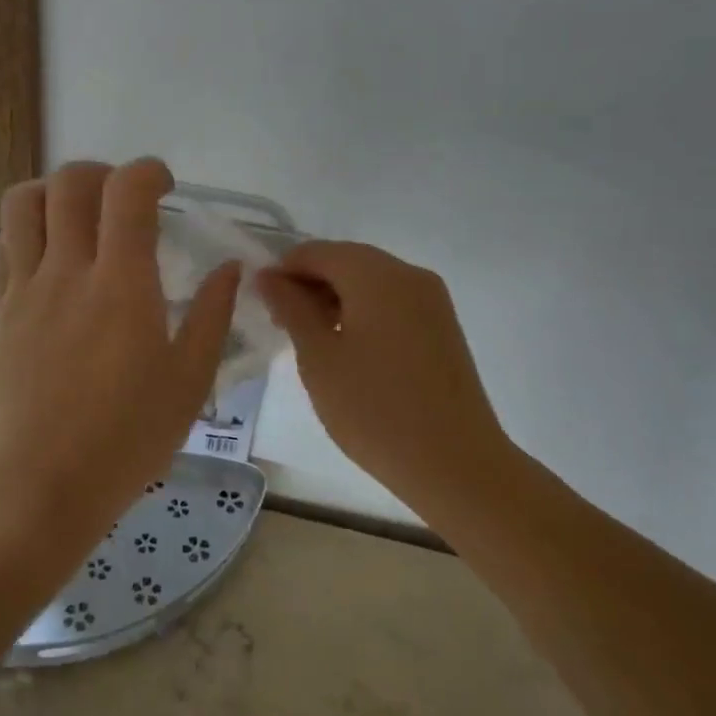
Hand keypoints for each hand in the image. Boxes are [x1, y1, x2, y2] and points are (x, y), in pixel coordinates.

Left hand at [0, 159, 239, 546]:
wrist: (41, 486)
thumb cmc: (126, 439)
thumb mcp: (189, 382)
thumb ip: (211, 316)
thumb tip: (230, 268)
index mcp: (122, 285)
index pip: (127, 191)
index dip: (148, 171)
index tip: (165, 187)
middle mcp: (68, 271)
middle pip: (70, 182)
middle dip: (102, 173)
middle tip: (124, 200)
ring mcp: (26, 289)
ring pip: (24, 203)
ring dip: (54, 191)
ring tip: (79, 216)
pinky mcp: (0, 311)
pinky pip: (3, 246)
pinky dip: (26, 230)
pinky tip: (48, 256)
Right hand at [257, 242, 510, 513]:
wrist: (455, 463)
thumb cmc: (375, 410)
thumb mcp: (319, 357)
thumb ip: (291, 308)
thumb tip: (268, 276)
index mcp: (377, 276)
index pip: (317, 252)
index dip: (283, 270)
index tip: (260, 303)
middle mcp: (409, 275)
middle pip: (347, 261)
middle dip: (309, 284)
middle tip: (281, 324)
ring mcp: (432, 300)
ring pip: (370, 281)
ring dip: (335, 298)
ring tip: (310, 339)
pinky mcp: (442, 326)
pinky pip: (392, 302)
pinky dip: (363, 312)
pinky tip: (347, 348)